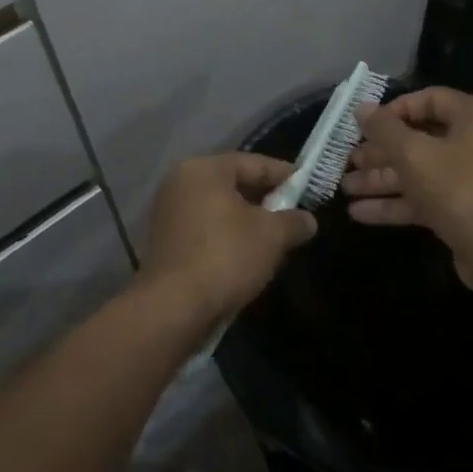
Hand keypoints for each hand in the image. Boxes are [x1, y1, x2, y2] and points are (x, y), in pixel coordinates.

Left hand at [137, 154, 316, 332]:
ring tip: (274, 237)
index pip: (253, 163)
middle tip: (293, 213)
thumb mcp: (272, 236)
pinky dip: (227, 236)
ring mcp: (168, 212)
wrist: (173, 308)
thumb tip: (307, 220)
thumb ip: (293, 222)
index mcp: (204, 169)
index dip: (284, 175)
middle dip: (265, 199)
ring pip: (219, 208)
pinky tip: (247, 255)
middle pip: (234, 183)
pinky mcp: (165, 241)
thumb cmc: (225, 257)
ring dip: (246, 220)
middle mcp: (181, 182)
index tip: (307, 185)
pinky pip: (205, 228)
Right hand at [342, 88, 472, 286]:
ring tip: (345, 187)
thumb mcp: (414, 153)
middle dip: (380, 152)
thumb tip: (361, 108)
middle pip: (420, 139)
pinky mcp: (462, 210)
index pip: (430, 99)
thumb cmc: (458, 188)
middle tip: (349, 159)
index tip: (366, 125)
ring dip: (381, 180)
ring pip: (418, 172)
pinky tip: (359, 213)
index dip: (394, 109)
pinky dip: (395, 203)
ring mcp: (470, 179)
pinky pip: (424, 198)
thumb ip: (384, 129)